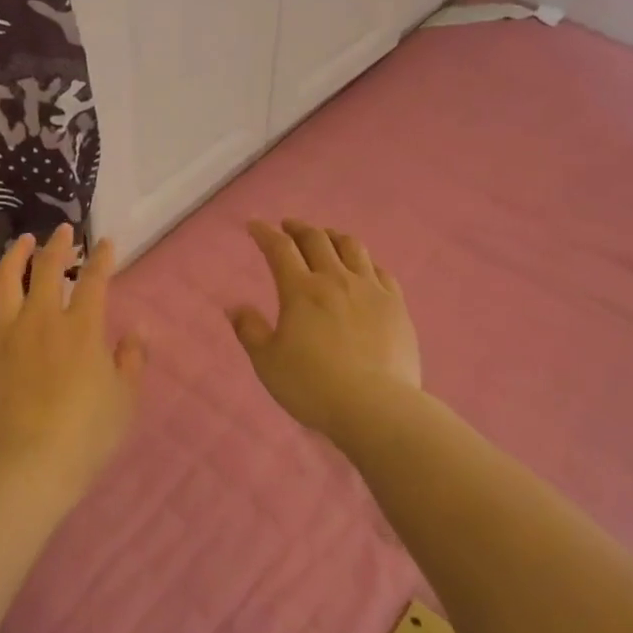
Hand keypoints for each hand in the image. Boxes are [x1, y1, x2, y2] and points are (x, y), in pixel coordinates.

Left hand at [0, 225, 146, 498]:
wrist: (27, 465)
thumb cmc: (86, 434)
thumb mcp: (124, 399)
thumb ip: (132, 359)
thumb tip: (138, 331)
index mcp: (82, 327)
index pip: (94, 280)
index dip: (101, 258)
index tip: (105, 243)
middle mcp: (42, 318)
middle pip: (48, 269)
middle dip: (58, 245)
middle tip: (63, 231)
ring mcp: (6, 333)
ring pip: (7, 280)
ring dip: (15, 255)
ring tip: (22, 241)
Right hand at [227, 219, 421, 443]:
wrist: (376, 406)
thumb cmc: (313, 386)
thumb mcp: (267, 362)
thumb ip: (250, 331)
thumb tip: (235, 307)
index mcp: (301, 290)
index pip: (279, 249)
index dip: (265, 233)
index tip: (255, 226)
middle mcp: (336, 279)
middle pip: (316, 239)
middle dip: (298, 228)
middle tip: (288, 226)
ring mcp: (370, 289)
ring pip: (352, 247)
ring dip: (333, 236)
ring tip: (326, 237)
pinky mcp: (396, 305)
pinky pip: (381, 272)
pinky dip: (366, 263)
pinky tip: (364, 269)